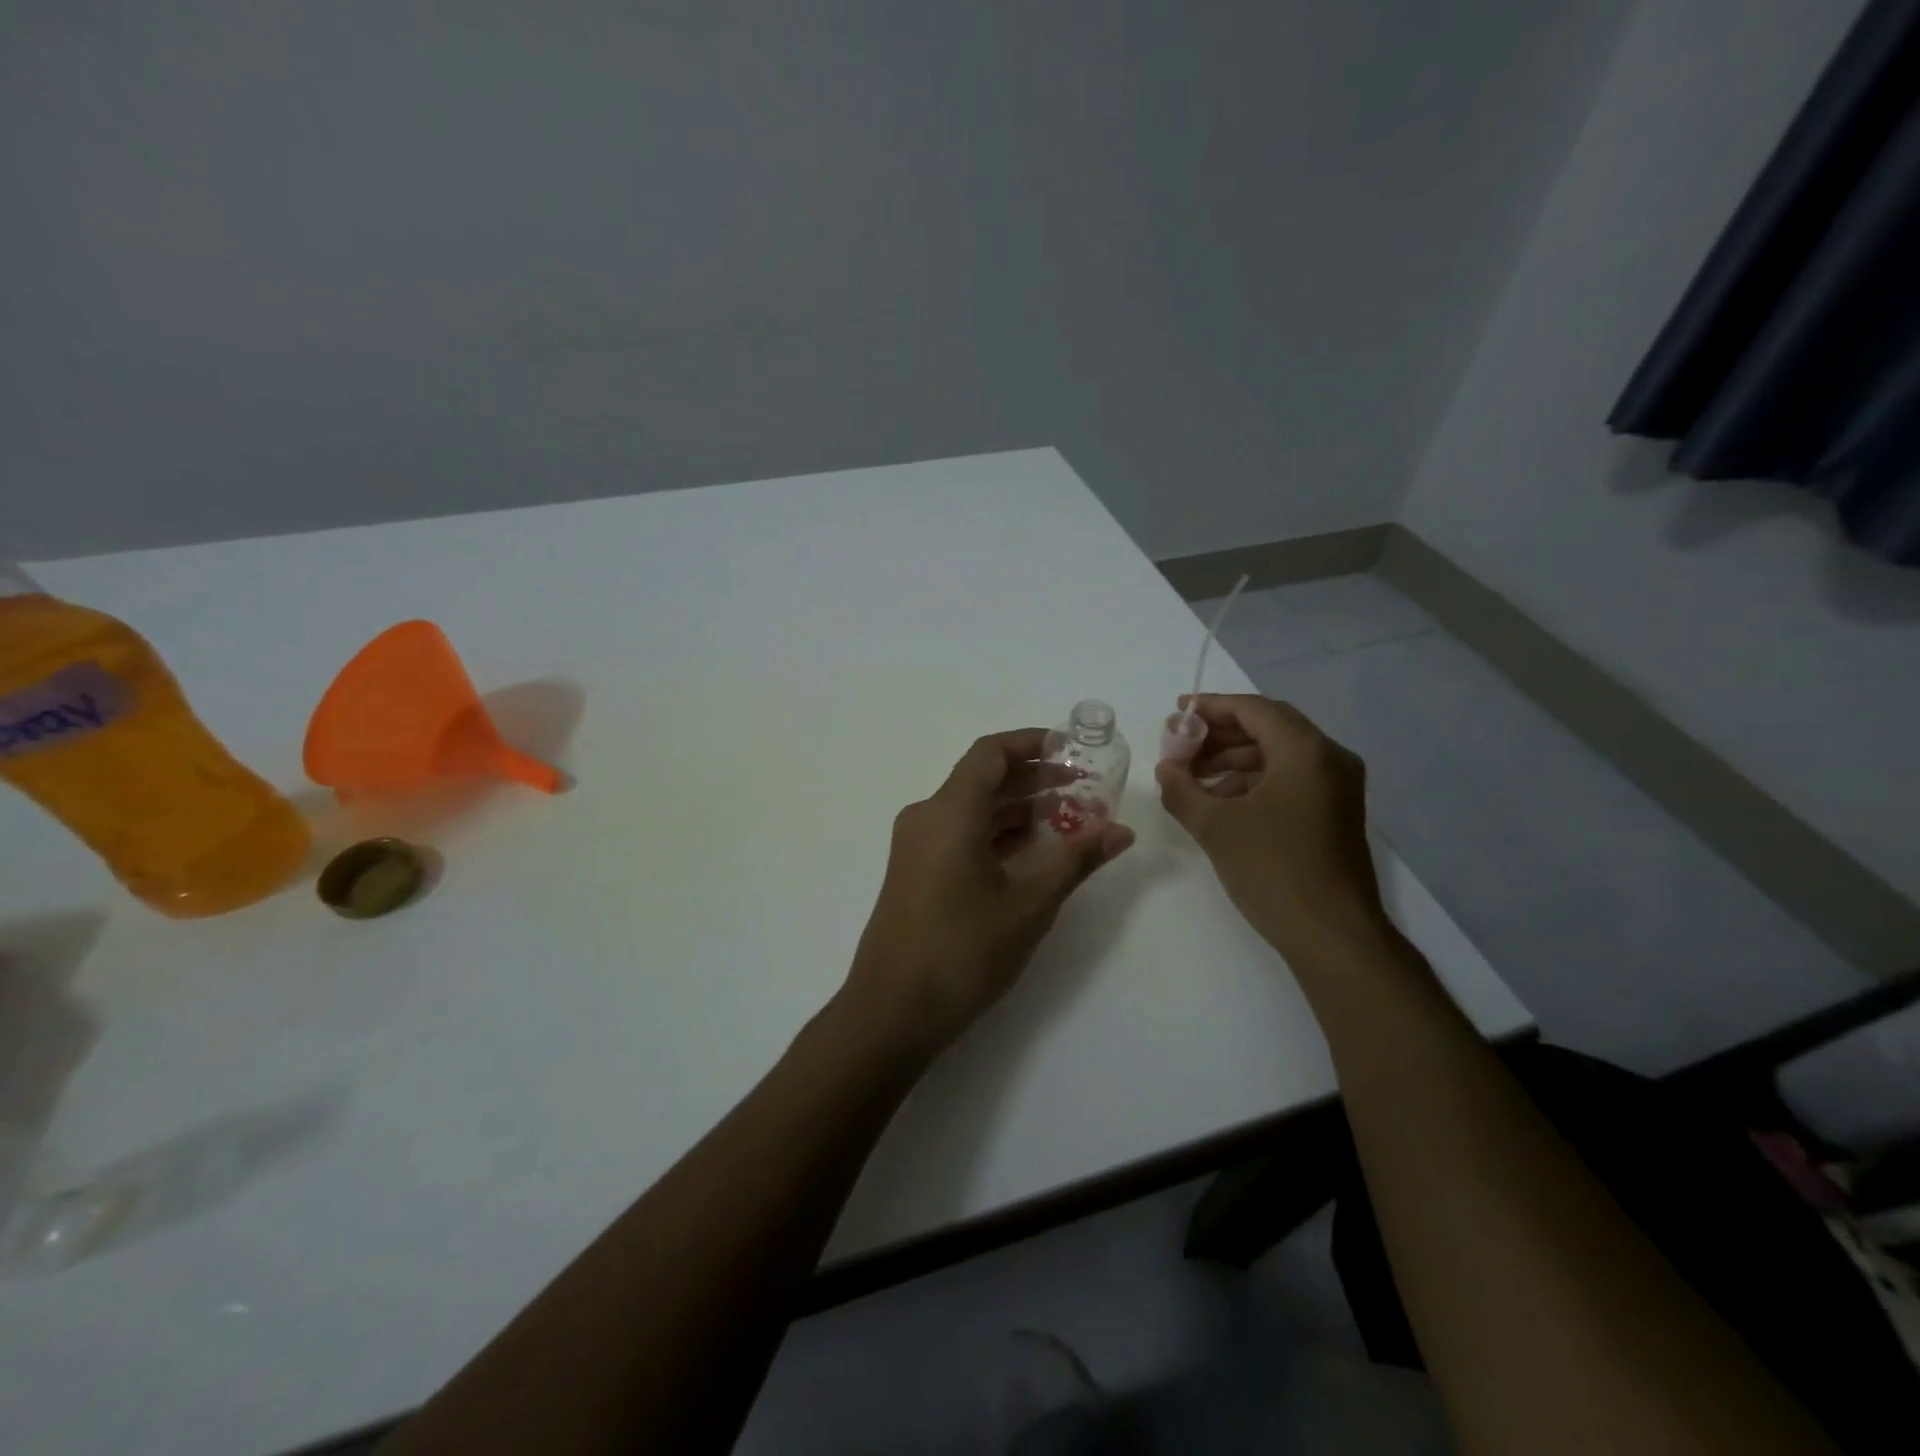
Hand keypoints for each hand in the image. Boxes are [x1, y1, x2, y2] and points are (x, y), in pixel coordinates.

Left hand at [841, 728, 1134, 1055]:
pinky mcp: (915, 872)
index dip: (1032, 743)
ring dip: (1017, 810)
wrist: (893, 1011)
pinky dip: (996, 835)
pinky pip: (959, 835)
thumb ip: (1076, 859)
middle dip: (1033, 779)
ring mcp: (916, 846)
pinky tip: (1031, 852)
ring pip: (972, 810)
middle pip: (983, 780)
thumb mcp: (1029, 904)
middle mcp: (927, 817)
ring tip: (1068, 819)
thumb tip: (1120, 831)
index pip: (990, 753)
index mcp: (949, 811)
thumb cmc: (963, 950)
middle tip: (1083, 788)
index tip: (1071, 749)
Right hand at [1154, 695, 1382, 951]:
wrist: (1333, 935)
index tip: (1177, 714)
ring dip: (1234, 760)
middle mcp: (1329, 759)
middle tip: (1181, 746)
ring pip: (1278, 756)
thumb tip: (1165, 769)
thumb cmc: (1273, 870)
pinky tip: (1221, 802)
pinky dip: (1254, 782)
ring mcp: (1337, 788)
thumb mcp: (1215, 826)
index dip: (1211, 707)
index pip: (1254, 710)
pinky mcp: (1335, 814)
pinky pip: (1290, 780)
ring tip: (1192, 777)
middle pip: (1268, 728)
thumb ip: (1182, 789)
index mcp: (1306, 751)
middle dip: (1220, 734)